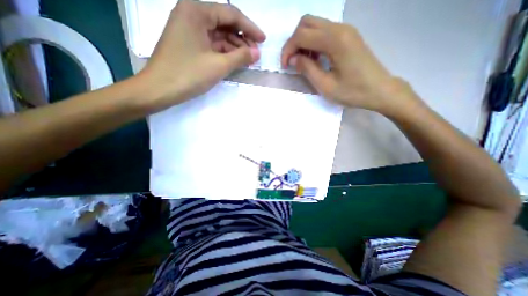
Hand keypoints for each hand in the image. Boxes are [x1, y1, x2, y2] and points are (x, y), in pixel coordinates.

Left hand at [137, 0, 266, 111]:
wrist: (159, 89)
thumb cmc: (188, 74)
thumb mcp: (219, 65)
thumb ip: (240, 57)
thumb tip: (257, 53)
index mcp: (196, 11)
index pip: (231, 14)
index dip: (250, 28)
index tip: (263, 40)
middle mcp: (192, 15)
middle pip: (225, 24)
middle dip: (242, 39)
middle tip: (255, 54)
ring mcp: (189, 31)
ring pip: (219, 36)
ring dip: (234, 48)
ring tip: (247, 60)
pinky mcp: (189, 45)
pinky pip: (212, 45)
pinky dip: (224, 53)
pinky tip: (234, 61)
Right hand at [280, 15, 416, 114]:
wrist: (380, 90)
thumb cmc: (353, 92)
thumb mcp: (325, 86)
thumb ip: (307, 69)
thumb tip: (293, 59)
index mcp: (335, 41)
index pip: (301, 35)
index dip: (288, 50)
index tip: (285, 66)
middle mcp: (340, 28)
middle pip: (306, 23)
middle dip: (294, 42)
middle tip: (293, 62)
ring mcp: (346, 30)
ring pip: (315, 25)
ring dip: (303, 42)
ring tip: (303, 62)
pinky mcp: (348, 36)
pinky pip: (324, 32)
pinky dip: (313, 42)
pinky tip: (315, 58)